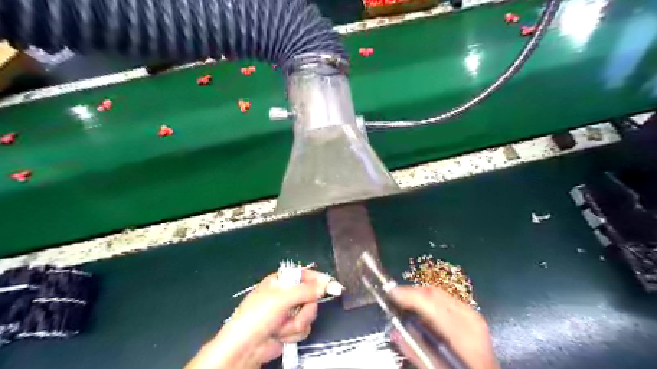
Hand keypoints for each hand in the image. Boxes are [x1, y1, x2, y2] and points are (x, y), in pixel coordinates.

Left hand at [185, 269, 331, 368]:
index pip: (305, 275)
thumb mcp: (282, 298)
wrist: (245, 348)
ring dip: (297, 323)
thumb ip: (306, 290)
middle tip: (295, 311)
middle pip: (311, 296)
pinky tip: (280, 336)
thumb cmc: (259, 316)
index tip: (332, 286)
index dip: (319, 279)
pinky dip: (293, 333)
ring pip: (309, 314)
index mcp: (281, 281)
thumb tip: (327, 284)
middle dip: (305, 308)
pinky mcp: (290, 328)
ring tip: (281, 327)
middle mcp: (286, 295)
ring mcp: (289, 312)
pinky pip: (304, 327)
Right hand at [389, 288, 497, 368]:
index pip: (431, 302)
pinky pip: (446, 301)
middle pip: (434, 293)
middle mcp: (469, 318)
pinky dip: (430, 302)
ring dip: (419, 297)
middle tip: (394, 298)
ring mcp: (473, 316)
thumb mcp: (435, 366)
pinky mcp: (473, 318)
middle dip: (411, 292)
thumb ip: (415, 350)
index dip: (408, 294)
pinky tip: (422, 312)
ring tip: (404, 304)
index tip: (390, 293)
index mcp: (462, 332)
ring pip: (440, 294)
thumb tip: (395, 331)